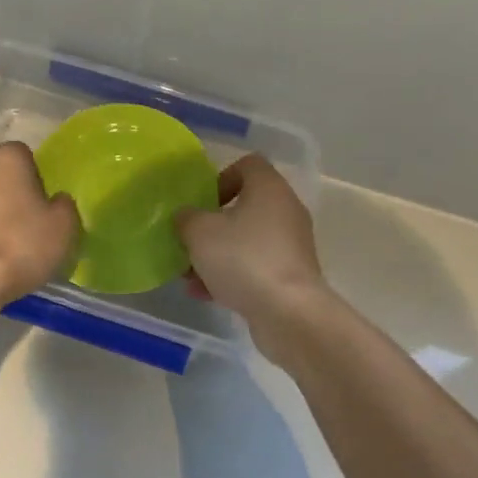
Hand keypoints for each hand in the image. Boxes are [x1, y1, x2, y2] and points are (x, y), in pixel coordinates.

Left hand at [0, 142, 80, 303]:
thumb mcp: (64, 226)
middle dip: (11, 188)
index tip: (44, 203)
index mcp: (4, 157)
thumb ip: (64, 205)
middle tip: (28, 217)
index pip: (25, 155)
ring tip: (10, 240)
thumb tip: (56, 201)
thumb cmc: (22, 243)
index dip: (37, 177)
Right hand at [176, 155, 332, 339]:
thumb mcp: (199, 232)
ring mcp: (291, 245)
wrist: (288, 313)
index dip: (221, 177)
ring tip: (189, 274)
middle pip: (244, 206)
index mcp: (269, 188)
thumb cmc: (243, 258)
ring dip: (217, 254)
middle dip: (212, 224)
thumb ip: (186, 218)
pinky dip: (231, 275)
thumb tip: (186, 217)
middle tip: (190, 240)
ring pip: (247, 240)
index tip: (202, 201)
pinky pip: (255, 267)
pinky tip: (204, 294)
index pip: (248, 164)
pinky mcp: (291, 276)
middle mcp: (286, 210)